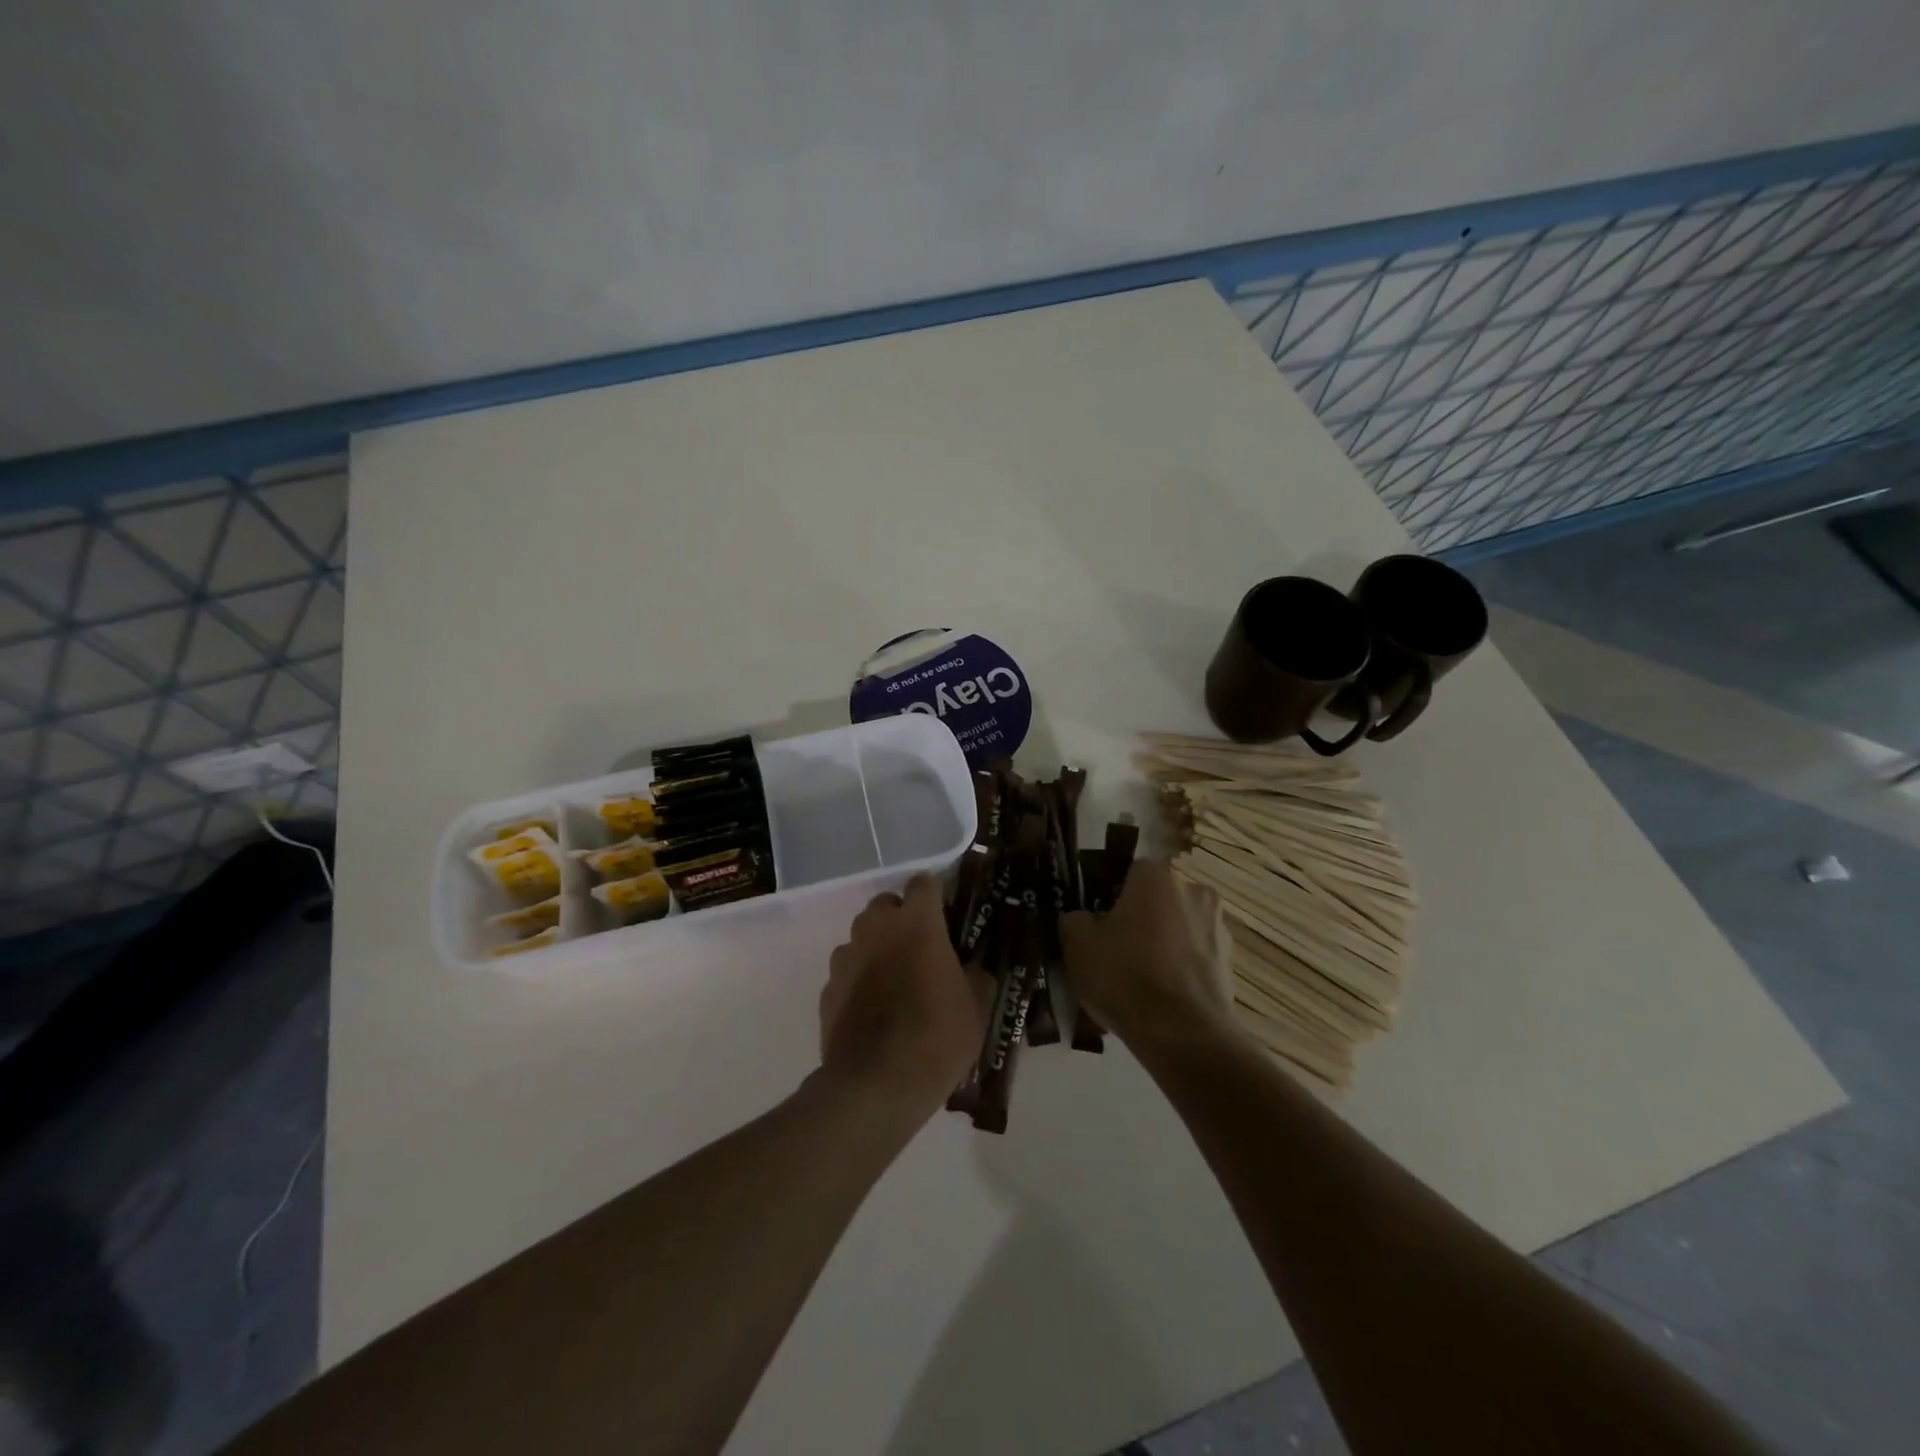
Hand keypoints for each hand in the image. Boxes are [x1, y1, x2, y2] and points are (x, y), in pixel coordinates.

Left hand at [821, 875, 992, 1118]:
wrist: (875, 1086)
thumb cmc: (936, 1036)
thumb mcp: (976, 1007)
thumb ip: (975, 975)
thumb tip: (971, 968)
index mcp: (916, 922)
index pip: (924, 883)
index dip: (937, 895)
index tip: (948, 916)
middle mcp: (876, 928)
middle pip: (887, 904)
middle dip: (903, 917)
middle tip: (923, 948)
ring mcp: (846, 957)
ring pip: (863, 936)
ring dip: (878, 947)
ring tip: (897, 981)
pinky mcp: (827, 988)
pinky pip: (847, 970)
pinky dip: (860, 979)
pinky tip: (874, 1009)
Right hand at [1059, 859, 1234, 1049]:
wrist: (1183, 1034)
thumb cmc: (1125, 976)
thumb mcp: (1077, 944)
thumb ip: (1074, 919)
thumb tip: (1081, 918)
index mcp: (1157, 876)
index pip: (1129, 871)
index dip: (1110, 894)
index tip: (1098, 921)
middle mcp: (1194, 890)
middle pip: (1157, 898)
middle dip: (1139, 918)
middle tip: (1115, 950)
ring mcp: (1218, 926)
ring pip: (1177, 927)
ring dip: (1162, 943)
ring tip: (1139, 980)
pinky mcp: (1230, 962)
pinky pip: (1194, 956)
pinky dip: (1179, 968)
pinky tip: (1160, 997)